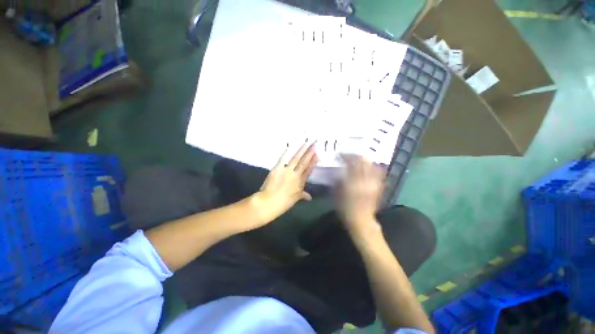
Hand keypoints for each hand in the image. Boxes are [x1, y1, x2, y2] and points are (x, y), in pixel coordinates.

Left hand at [253, 142, 317, 222]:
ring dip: (302, 150)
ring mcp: (286, 171)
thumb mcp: (295, 199)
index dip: (313, 162)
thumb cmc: (283, 203)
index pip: (309, 170)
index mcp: (300, 183)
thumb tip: (309, 197)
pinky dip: (286, 153)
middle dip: (310, 153)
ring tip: (306, 143)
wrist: (269, 203)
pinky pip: (283, 159)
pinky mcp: (277, 168)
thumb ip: (302, 195)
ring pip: (296, 159)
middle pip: (304, 162)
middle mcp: (295, 175)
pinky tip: (290, 146)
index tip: (318, 155)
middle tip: (314, 144)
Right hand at [337, 155, 385, 235]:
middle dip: (355, 156)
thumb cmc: (345, 208)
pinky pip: (378, 172)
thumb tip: (340, 169)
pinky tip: (368, 166)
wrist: (361, 220)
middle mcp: (365, 180)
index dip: (346, 156)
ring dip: (364, 160)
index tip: (340, 154)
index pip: (351, 163)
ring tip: (358, 160)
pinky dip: (373, 166)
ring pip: (371, 165)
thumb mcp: (337, 193)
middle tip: (349, 155)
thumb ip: (339, 179)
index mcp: (353, 182)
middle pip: (363, 161)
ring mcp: (374, 183)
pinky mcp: (378, 186)